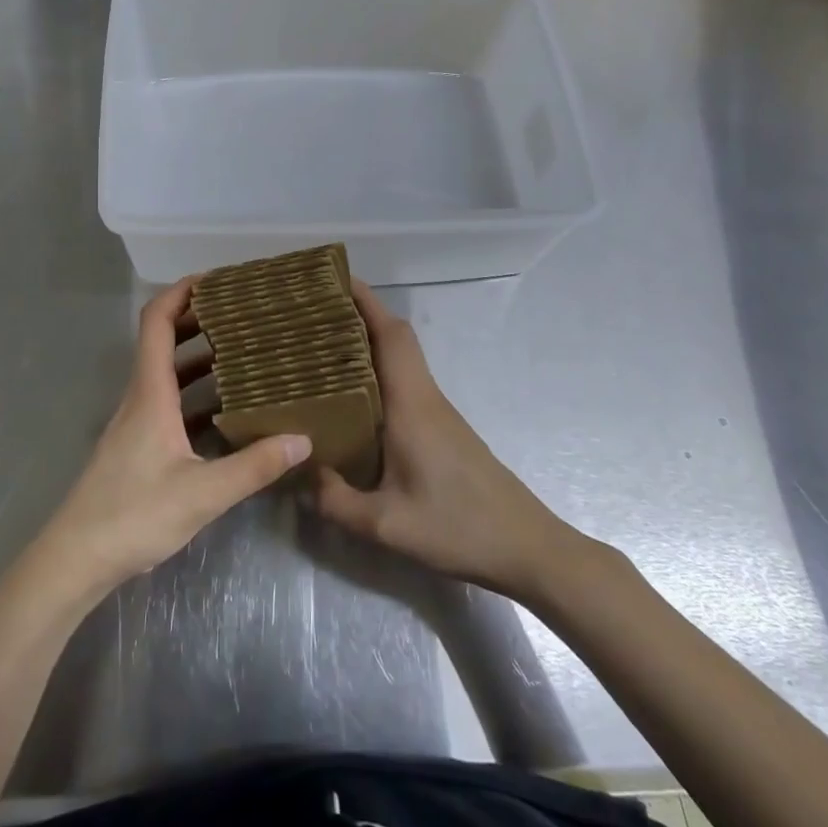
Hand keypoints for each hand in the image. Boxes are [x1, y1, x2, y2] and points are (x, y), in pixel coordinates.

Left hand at [37, 279, 309, 599]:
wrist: (76, 558)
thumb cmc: (133, 514)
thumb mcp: (202, 493)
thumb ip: (253, 466)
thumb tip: (303, 439)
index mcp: (150, 393)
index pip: (156, 322)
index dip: (180, 292)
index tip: (215, 279)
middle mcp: (140, 397)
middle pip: (162, 340)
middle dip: (198, 319)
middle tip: (242, 313)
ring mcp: (136, 422)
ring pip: (167, 373)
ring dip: (199, 356)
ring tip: (242, 351)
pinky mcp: (137, 445)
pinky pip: (169, 403)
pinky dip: (195, 393)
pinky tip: (225, 410)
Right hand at [312, 280, 594, 598]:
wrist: (527, 547)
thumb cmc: (459, 527)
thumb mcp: (388, 526)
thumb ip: (337, 502)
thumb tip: (300, 477)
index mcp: (412, 404)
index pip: (391, 334)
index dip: (365, 301)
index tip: (332, 280)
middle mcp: (424, 396)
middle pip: (393, 338)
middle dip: (356, 315)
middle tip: (312, 313)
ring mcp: (435, 411)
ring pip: (399, 360)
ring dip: (364, 343)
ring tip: (319, 348)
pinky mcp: (440, 429)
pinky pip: (402, 383)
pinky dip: (375, 373)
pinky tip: (350, 398)